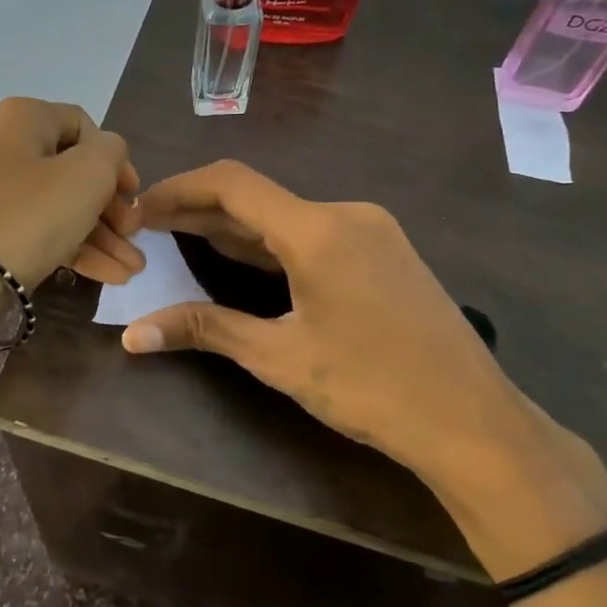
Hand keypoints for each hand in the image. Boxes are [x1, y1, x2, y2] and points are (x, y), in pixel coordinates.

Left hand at [0, 98, 143, 290]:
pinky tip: (103, 277)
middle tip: (134, 238)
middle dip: (110, 209)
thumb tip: (105, 155)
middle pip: (67, 171)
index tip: (133, 197)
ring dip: (96, 236)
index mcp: (19, 118)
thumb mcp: (88, 175)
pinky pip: (28, 229)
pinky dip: (64, 247)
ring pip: (51, 206)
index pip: (82, 125)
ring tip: (130, 271)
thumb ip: (111, 153)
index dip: (116, 160)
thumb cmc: (27, 216)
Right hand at [119, 161, 606, 561]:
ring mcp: (371, 231)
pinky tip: (241, 261)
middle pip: (257, 197)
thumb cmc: (372, 388)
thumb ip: (205, 330)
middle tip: (149, 228)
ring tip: (181, 241)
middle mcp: (346, 214)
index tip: (138, 209)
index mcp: (318, 229)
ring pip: (286, 216)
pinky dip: (269, 243)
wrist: (473, 421)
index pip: (231, 184)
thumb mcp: (280, 358)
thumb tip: (133, 335)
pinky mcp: (384, 252)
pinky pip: (313, 233)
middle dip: (199, 210)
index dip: (177, 190)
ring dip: (234, 227)